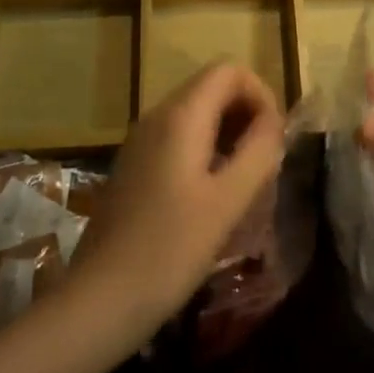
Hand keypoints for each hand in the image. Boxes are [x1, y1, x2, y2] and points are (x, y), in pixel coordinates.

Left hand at [69, 61, 285, 338]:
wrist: (98, 302)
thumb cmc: (169, 250)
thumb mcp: (228, 201)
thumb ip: (259, 151)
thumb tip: (275, 121)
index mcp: (181, 116)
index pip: (230, 70)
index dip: (261, 95)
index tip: (274, 140)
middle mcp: (157, 116)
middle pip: (213, 88)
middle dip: (247, 116)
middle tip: (264, 164)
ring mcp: (141, 141)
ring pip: (198, 115)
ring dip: (229, 136)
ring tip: (245, 183)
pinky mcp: (134, 167)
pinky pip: (179, 139)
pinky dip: (206, 152)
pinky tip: (213, 198)